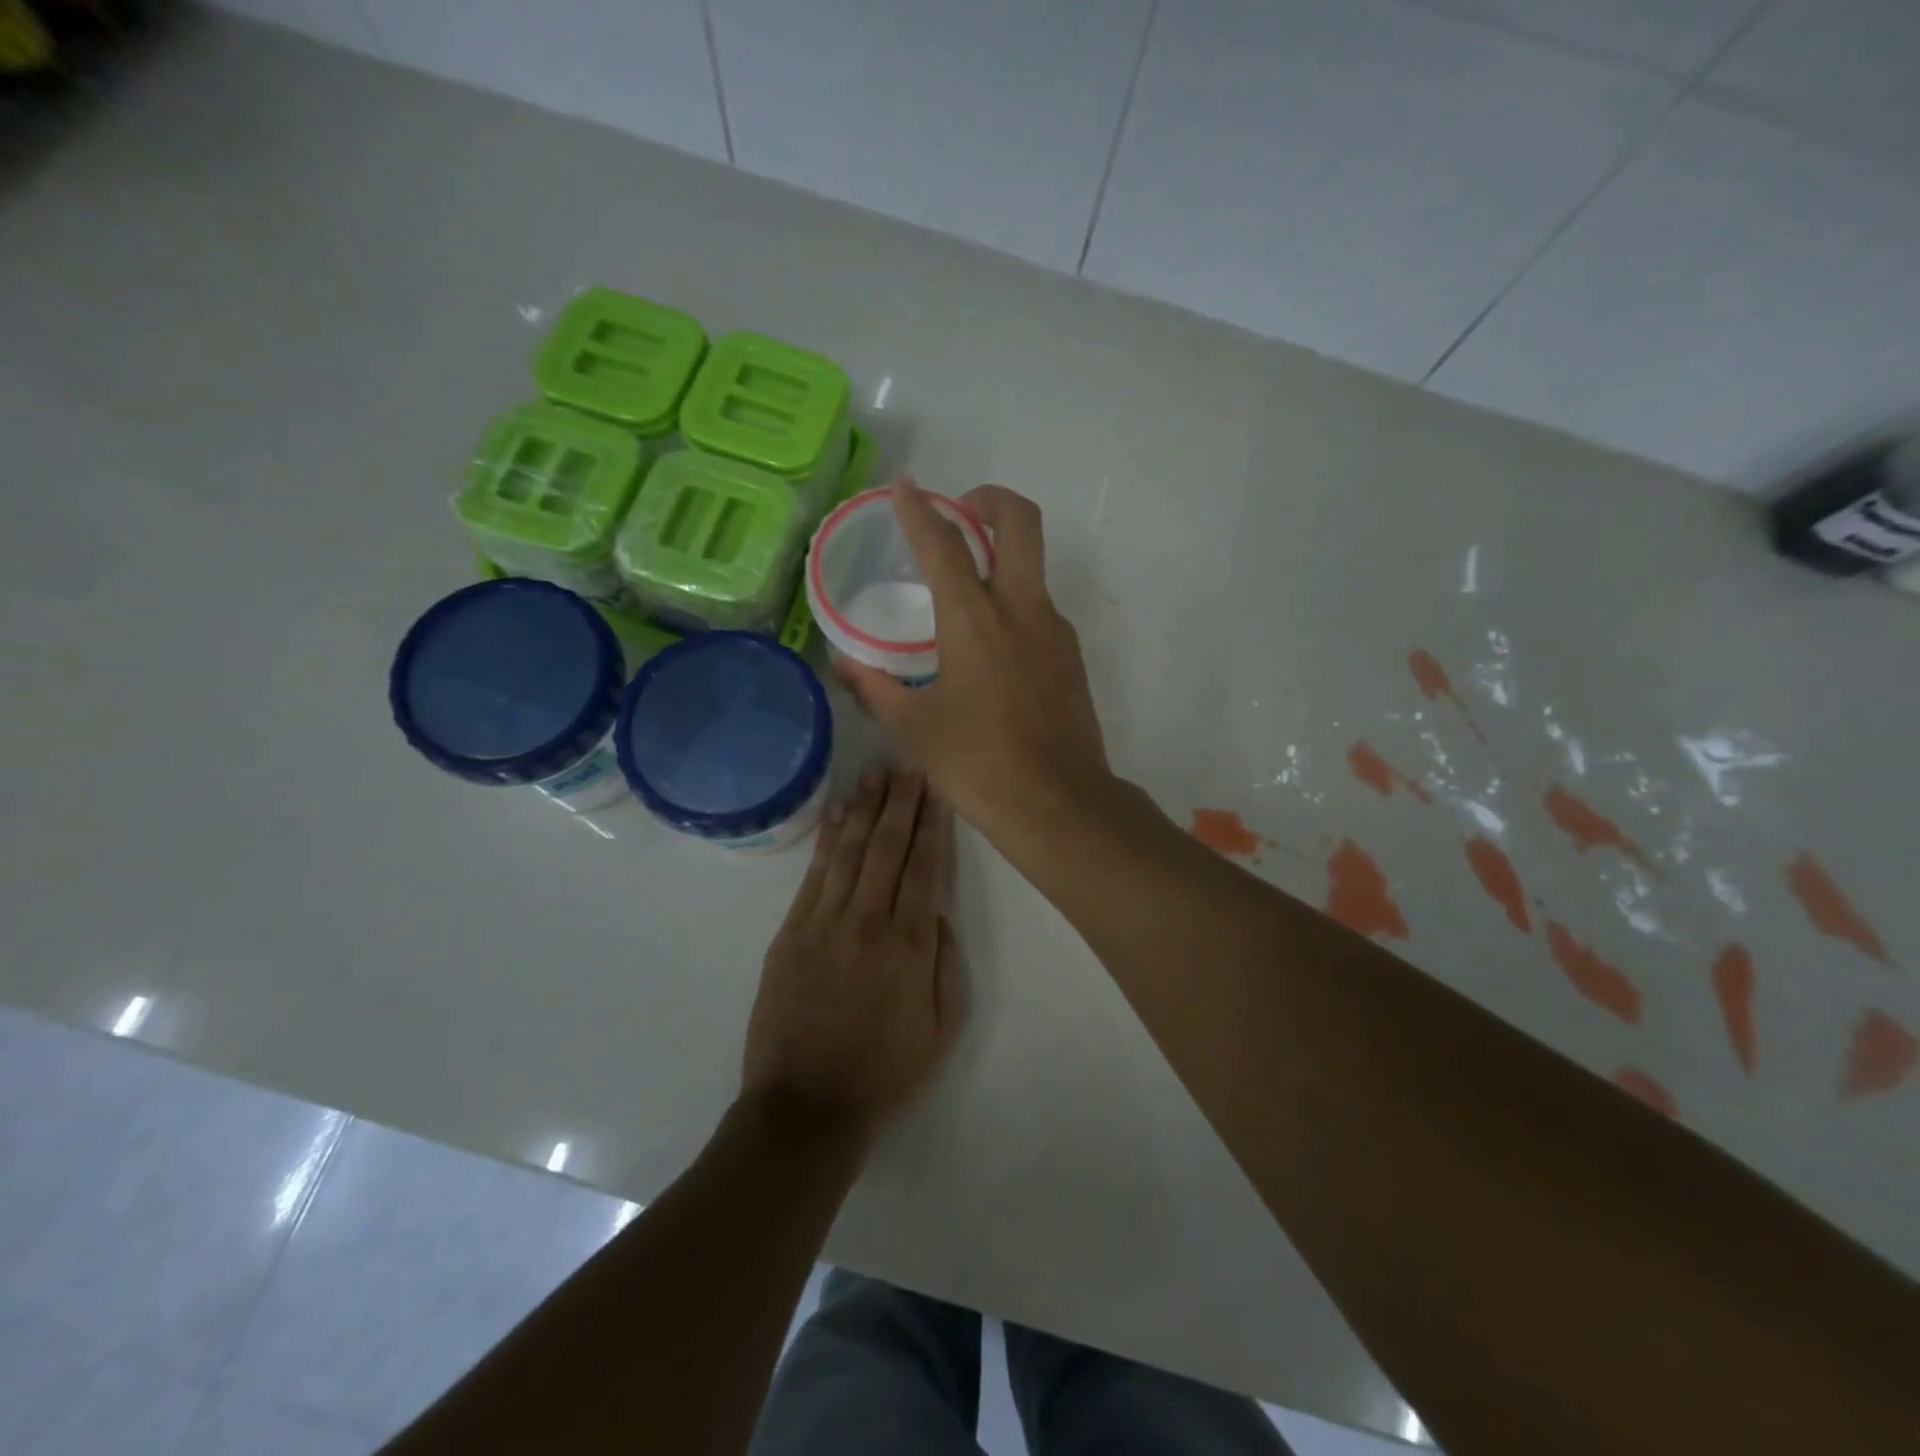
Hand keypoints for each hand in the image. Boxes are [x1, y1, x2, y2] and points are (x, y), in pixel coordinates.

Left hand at [741, 769, 962, 1141]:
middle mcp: (867, 921)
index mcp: (909, 945)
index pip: (925, 867)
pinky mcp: (790, 933)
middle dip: (901, 802)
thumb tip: (937, 912)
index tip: (938, 788)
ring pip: (849, 852)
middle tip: (910, 765)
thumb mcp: (942, 1029)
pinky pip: (813, 875)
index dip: (933, 823)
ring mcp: (823, 923)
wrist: (806, 1108)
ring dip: (865, 809)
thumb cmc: (884, 1073)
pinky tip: (836, 812)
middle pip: (887, 847)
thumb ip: (945, 964)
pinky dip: (826, 839)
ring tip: (876, 775)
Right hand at [834, 480, 1110, 843]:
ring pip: (1034, 565)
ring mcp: (1055, 631)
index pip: (943, 543)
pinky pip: (1040, 608)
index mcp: (975, 620)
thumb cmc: (979, 765)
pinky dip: (1013, 601)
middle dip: (990, 498)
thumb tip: (842, 665)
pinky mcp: (1071, 657)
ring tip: (963, 589)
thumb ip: (876, 688)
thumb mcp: (916, 729)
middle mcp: (1022, 609)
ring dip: (1002, 554)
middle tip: (959, 511)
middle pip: (1020, 521)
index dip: (918, 509)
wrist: (1059, 805)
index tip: (903, 486)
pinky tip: (989, 645)